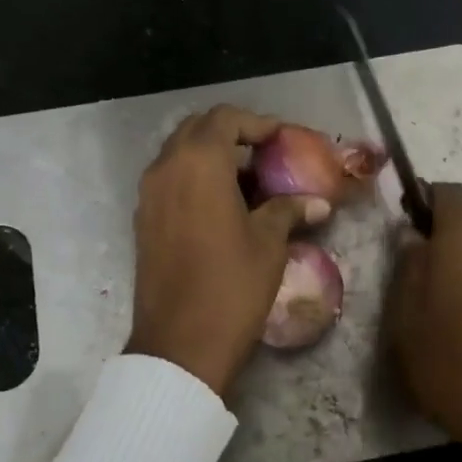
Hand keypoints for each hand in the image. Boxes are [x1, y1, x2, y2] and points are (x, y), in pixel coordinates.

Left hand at [126, 106, 330, 396]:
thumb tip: (319, 203)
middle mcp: (166, 168)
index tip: (282, 139)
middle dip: (231, 134)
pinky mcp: (142, 219)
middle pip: (197, 129)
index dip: (257, 123)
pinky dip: (193, 178)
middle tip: (263, 154)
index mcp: (199, 163)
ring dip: (210, 156)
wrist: (180, 343)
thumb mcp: (268, 244)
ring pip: (178, 154)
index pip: (225, 119)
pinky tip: (221, 205)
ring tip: (246, 181)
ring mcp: (148, 194)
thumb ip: (288, 210)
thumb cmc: (231, 286)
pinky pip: (168, 180)